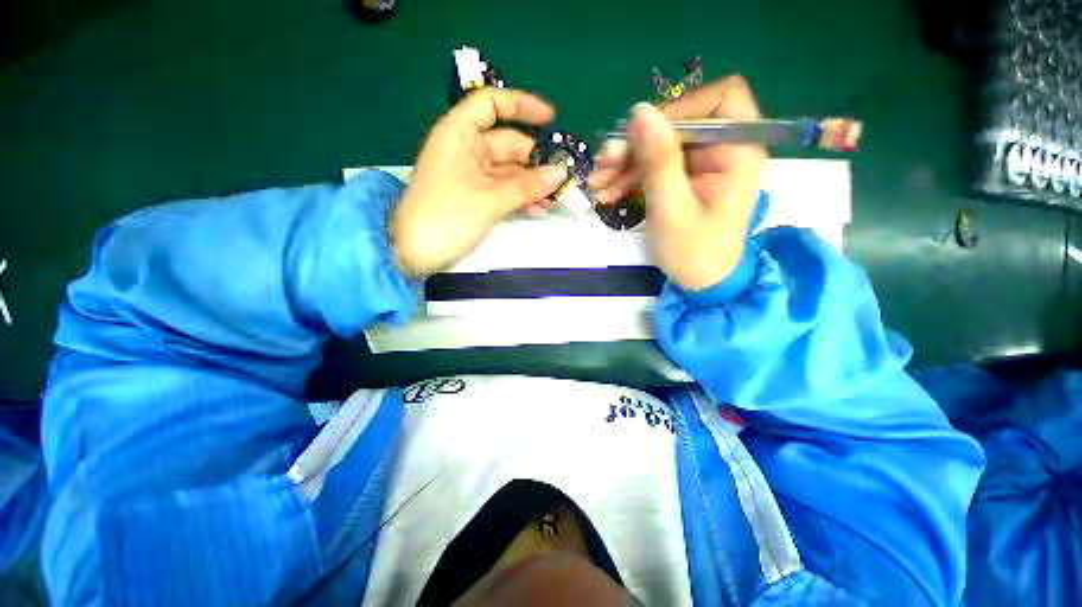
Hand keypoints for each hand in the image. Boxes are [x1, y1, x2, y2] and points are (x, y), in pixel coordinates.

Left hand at [391, 89, 568, 276]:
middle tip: (564, 178)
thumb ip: (527, 187)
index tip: (551, 119)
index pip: (491, 105)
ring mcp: (472, 176)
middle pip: (509, 144)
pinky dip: (521, 198)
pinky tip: (538, 209)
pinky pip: (505, 190)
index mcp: (460, 134)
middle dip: (536, 161)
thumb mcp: (489, 200)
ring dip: (532, 184)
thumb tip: (561, 173)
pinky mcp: (477, 197)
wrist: (414, 253)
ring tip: (555, 199)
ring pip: (510, 172)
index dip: (521, 106)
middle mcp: (467, 150)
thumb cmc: (446, 217)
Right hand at [587, 76, 767, 291]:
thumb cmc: (693, 252)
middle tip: (601, 166)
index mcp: (737, 151)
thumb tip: (640, 110)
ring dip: (624, 162)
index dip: (679, 108)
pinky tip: (606, 192)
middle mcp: (722, 149)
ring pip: (659, 145)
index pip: (719, 100)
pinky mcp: (684, 178)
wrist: (700, 282)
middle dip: (636, 144)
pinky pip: (654, 165)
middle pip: (677, 124)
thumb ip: (658, 160)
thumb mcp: (672, 208)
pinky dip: (629, 176)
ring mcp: (701, 164)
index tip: (643, 135)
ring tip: (597, 184)